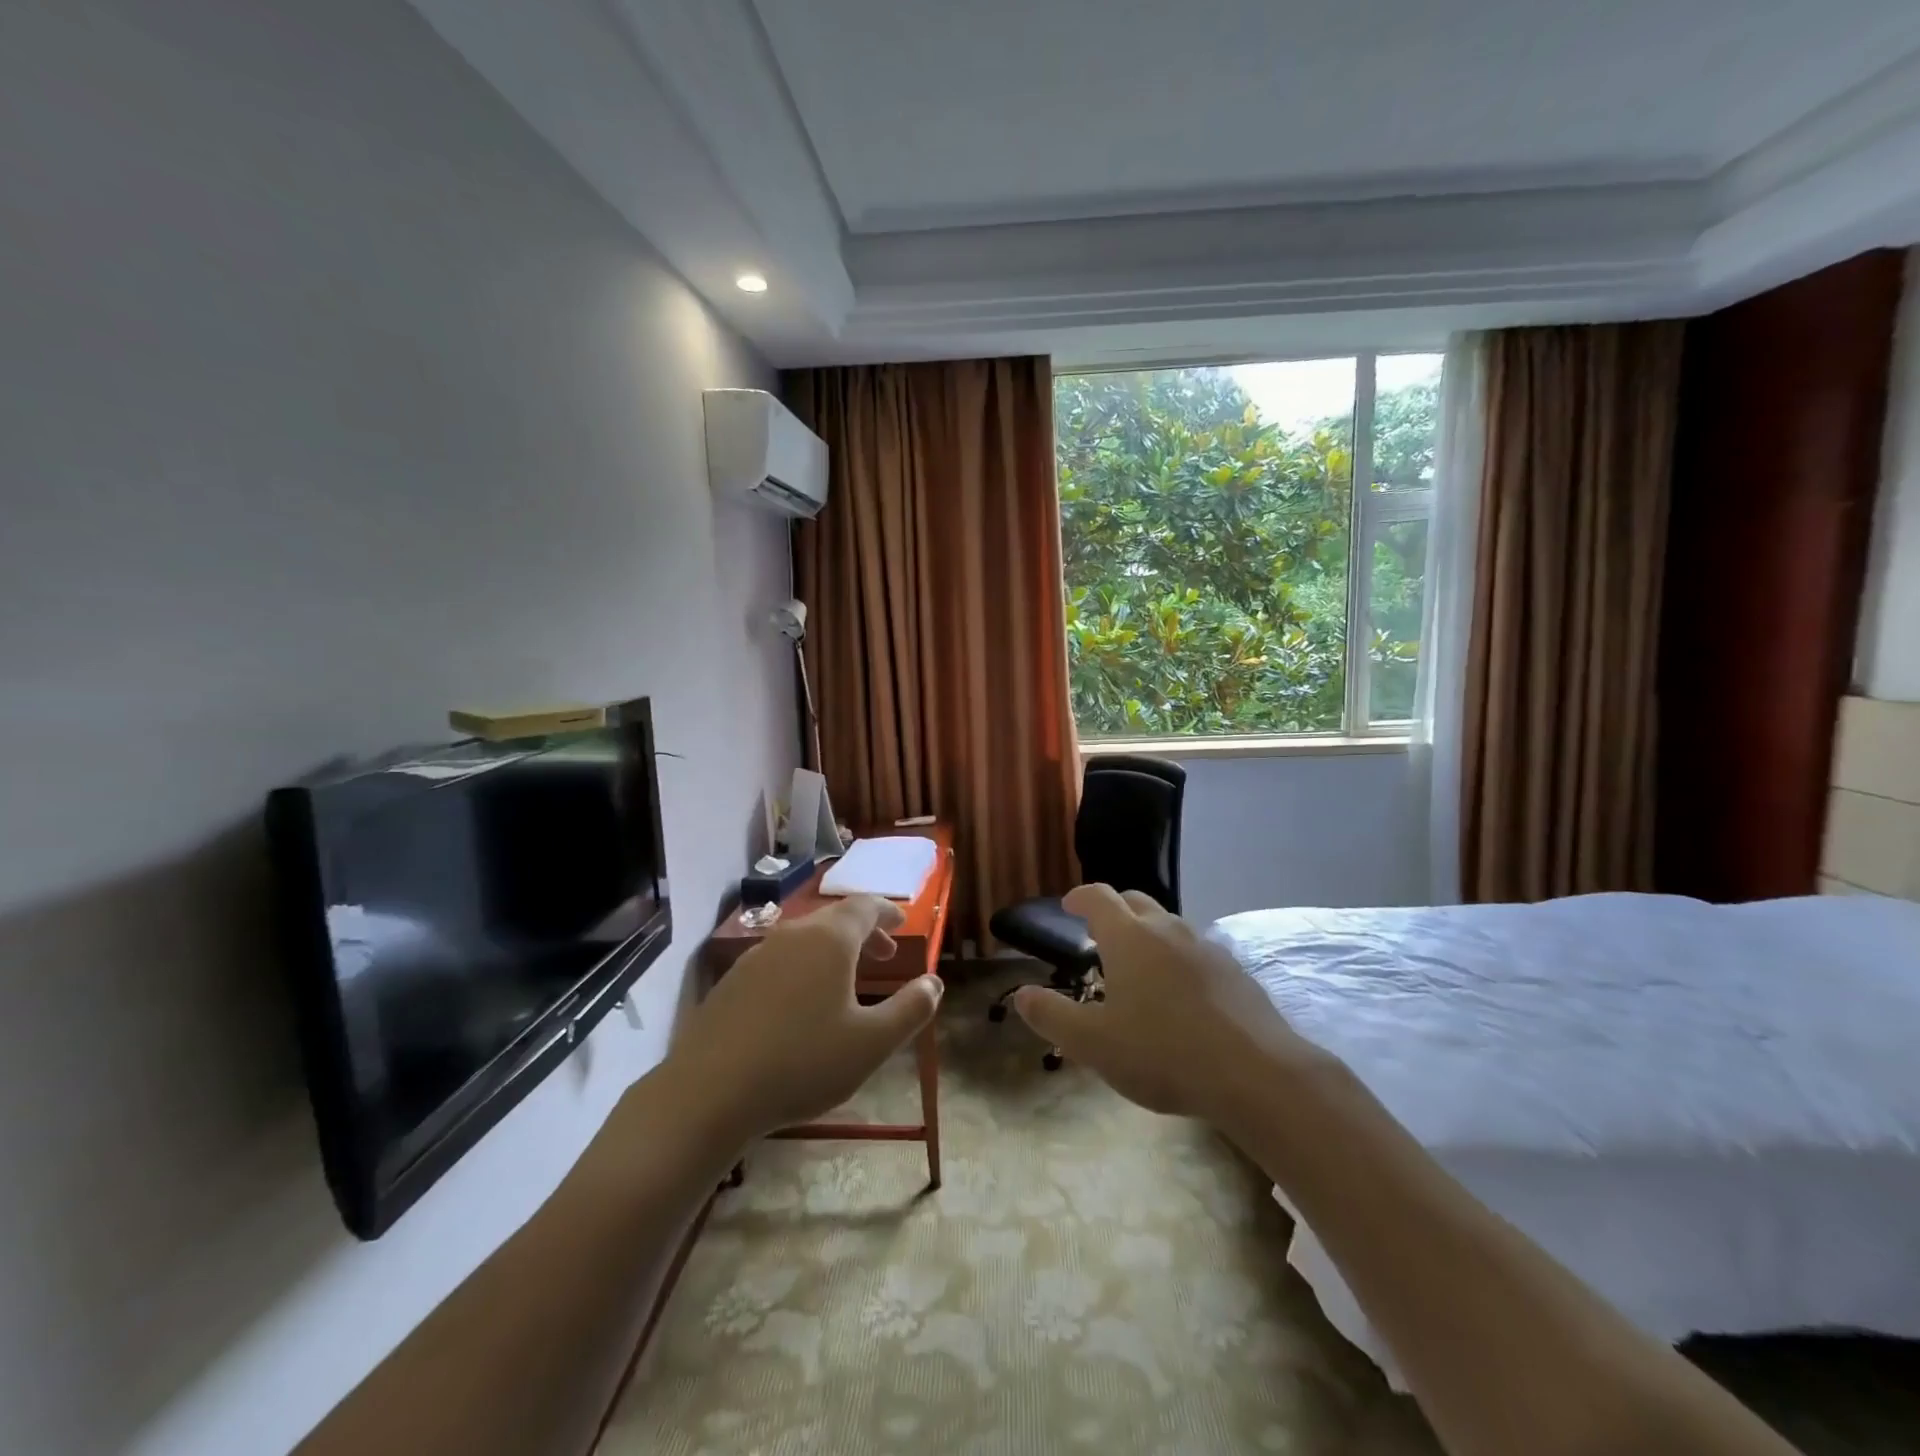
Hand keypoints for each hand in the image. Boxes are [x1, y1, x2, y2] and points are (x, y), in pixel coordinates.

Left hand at [666, 895, 941, 1143]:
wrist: (708, 1093)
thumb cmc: (802, 1062)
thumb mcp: (872, 1044)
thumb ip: (911, 1009)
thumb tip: (934, 983)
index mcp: (830, 940)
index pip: (865, 906)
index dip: (887, 910)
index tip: (903, 921)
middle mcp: (792, 935)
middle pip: (835, 920)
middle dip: (864, 933)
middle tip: (885, 955)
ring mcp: (757, 956)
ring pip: (805, 940)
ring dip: (833, 952)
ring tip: (846, 982)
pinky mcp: (732, 981)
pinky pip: (780, 960)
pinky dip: (803, 968)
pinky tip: (801, 1006)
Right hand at [1011, 884, 1318, 1121]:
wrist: (1256, 1074)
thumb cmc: (1162, 1053)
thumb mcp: (1093, 1043)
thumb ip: (1052, 1015)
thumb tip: (1022, 994)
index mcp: (1128, 938)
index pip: (1098, 897)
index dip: (1080, 897)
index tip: (1069, 905)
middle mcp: (1167, 930)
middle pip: (1136, 902)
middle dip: (1114, 910)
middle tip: (1100, 935)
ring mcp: (1206, 947)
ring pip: (1169, 926)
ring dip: (1148, 935)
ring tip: (1139, 968)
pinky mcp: (1235, 971)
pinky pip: (1196, 952)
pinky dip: (1178, 959)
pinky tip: (1181, 996)